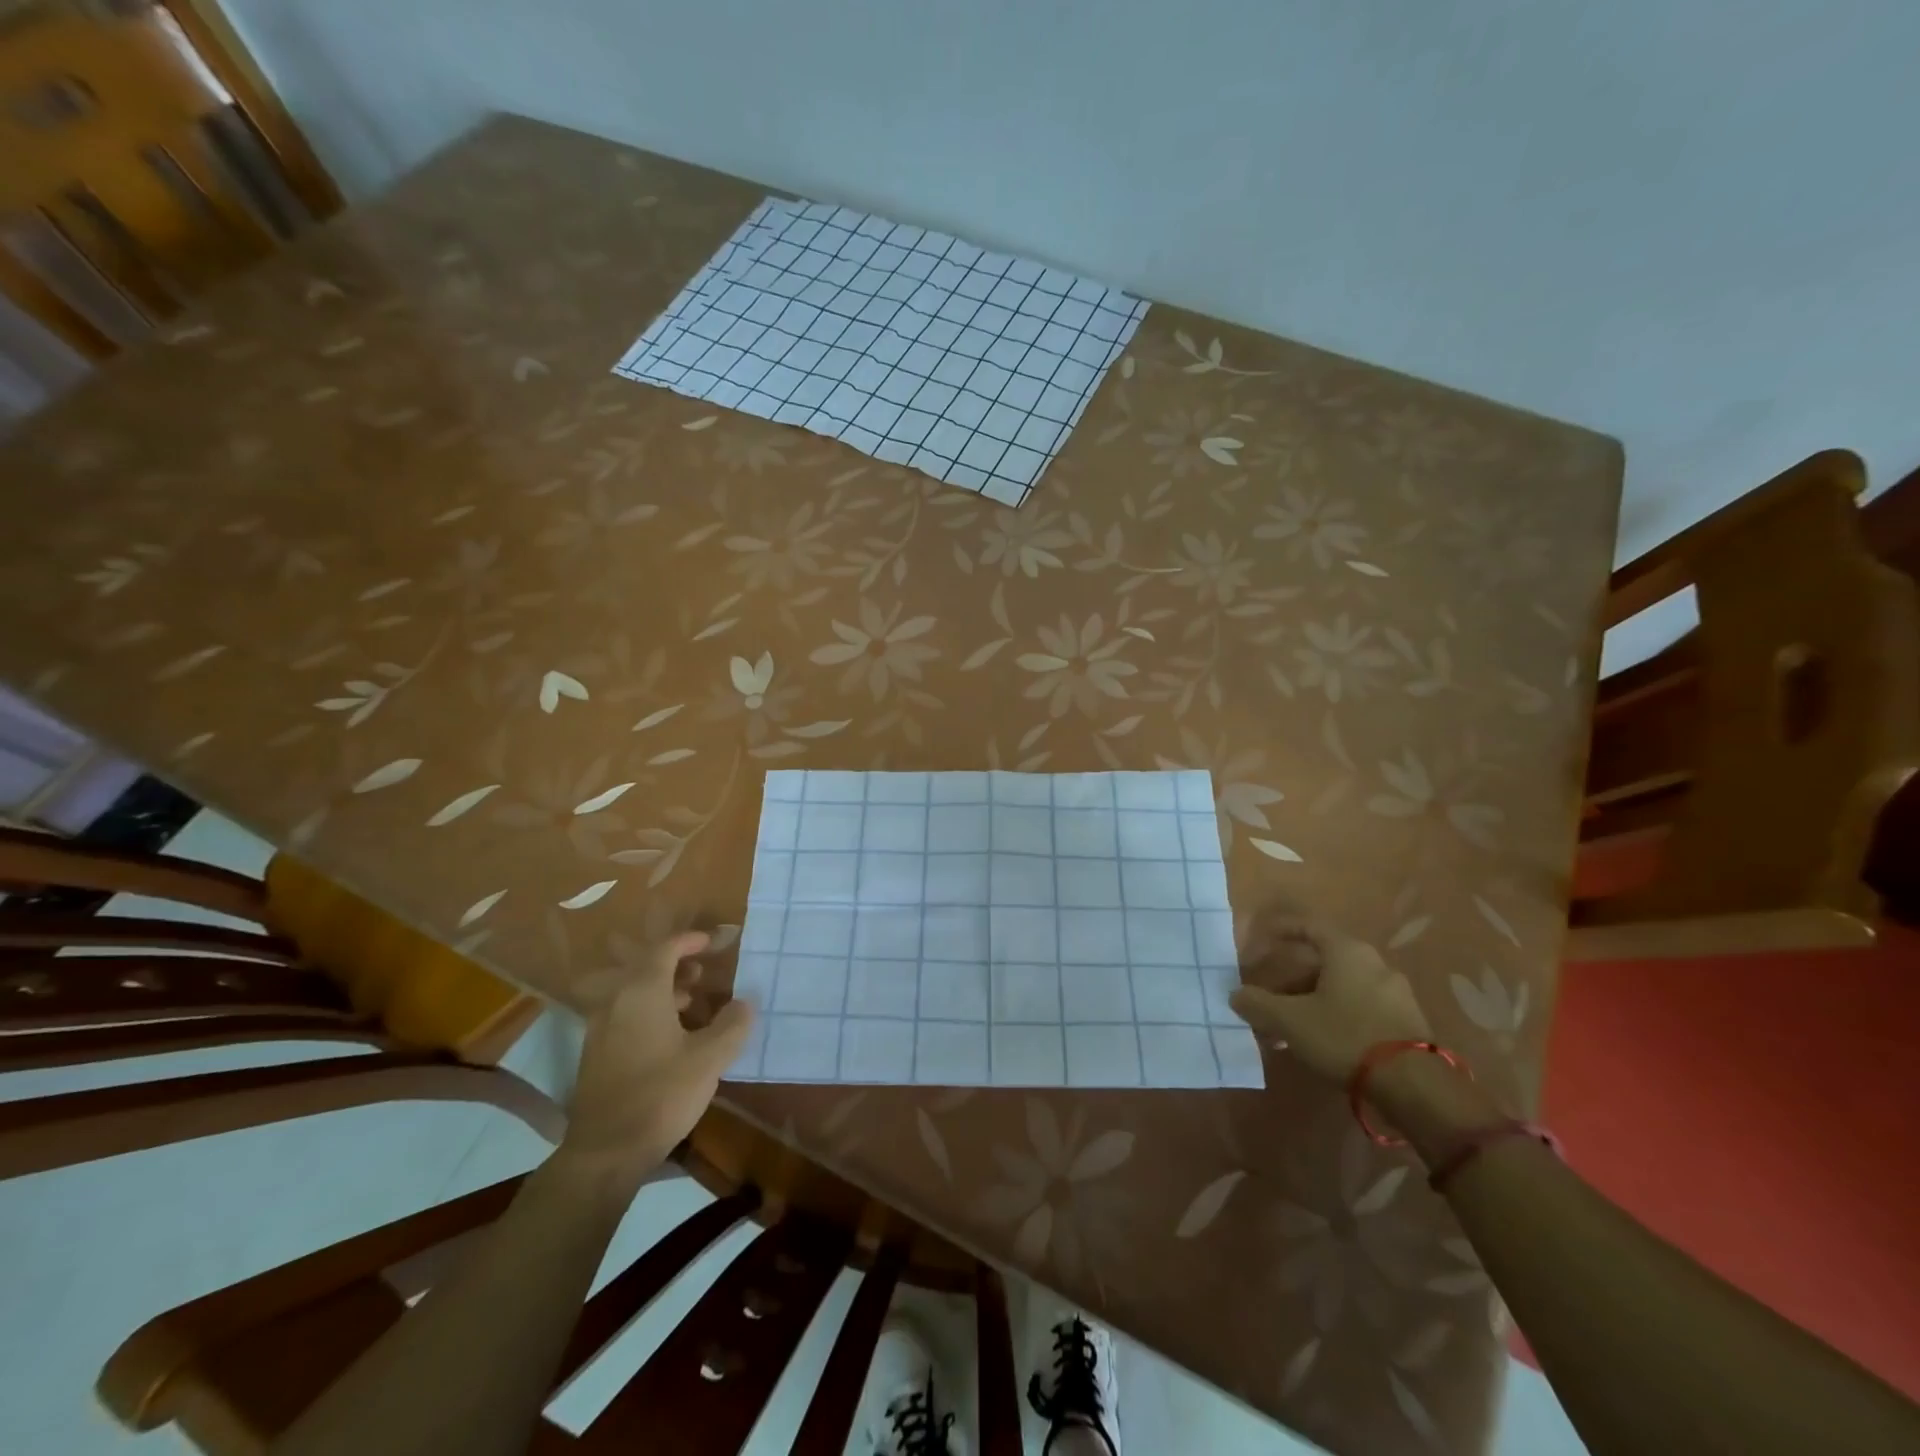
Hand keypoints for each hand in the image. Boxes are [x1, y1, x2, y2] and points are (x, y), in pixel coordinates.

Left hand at [555, 931, 752, 1186]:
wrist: (605, 1153)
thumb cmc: (661, 1094)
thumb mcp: (709, 1058)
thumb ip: (732, 1024)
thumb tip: (744, 1002)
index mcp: (642, 993)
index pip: (665, 950)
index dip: (690, 941)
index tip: (713, 942)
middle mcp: (616, 1003)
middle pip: (646, 970)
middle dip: (677, 967)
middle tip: (704, 976)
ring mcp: (600, 1031)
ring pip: (635, 996)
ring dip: (664, 992)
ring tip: (694, 1006)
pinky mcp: (597, 1057)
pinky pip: (626, 1017)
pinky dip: (650, 1014)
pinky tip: (672, 1039)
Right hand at [1230, 919, 1430, 1084]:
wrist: (1415, 1087)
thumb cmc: (1345, 1036)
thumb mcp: (1289, 1020)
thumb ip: (1257, 1003)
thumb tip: (1236, 995)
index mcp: (1347, 951)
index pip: (1308, 926)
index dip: (1280, 931)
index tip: (1259, 940)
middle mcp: (1374, 963)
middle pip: (1321, 961)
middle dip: (1289, 980)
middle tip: (1267, 998)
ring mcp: (1394, 993)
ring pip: (1340, 988)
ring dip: (1309, 1001)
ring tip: (1287, 1028)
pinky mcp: (1406, 1022)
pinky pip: (1359, 1008)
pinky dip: (1334, 1016)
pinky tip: (1319, 1041)